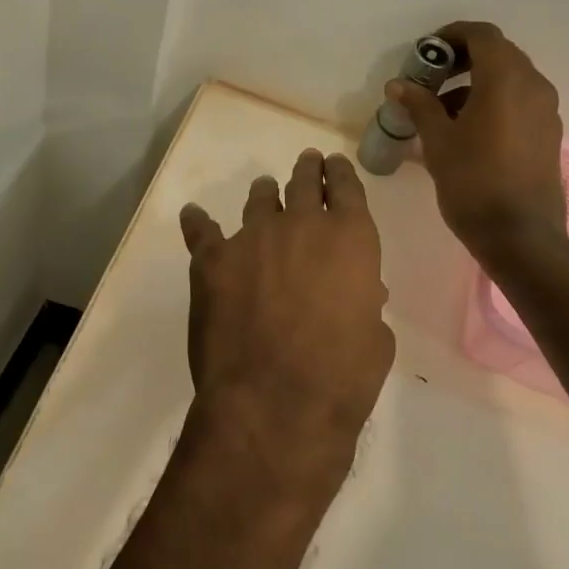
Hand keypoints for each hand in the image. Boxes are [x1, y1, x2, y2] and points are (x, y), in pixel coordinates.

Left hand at [179, 150, 394, 494]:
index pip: (346, 186)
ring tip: (263, 190)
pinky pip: (202, 230)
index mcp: (350, 237)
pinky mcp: (212, 261)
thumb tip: (362, 293)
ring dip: (264, 194)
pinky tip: (194, 215)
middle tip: (306, 164)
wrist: (275, 404)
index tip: (334, 166)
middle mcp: (301, 224)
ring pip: (259, 200)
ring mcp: (253, 238)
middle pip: (303, 182)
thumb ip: (366, 304)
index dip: (339, 173)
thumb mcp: (375, 340)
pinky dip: (199, 222)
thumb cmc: (342, 377)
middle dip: (307, 171)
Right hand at [388, 20, 568, 265]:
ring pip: (510, 79)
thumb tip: (399, 85)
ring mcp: (546, 110)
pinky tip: (469, 131)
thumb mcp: (438, 141)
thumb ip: (420, 105)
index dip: (451, 36)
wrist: (520, 236)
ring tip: (443, 112)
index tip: (426, 53)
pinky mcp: (549, 133)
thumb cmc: (474, 182)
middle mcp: (533, 85)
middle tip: (431, 80)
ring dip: (477, 83)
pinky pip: (520, 101)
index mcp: (506, 79)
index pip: (481, 35)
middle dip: (462, 60)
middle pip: (498, 54)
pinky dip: (494, 102)